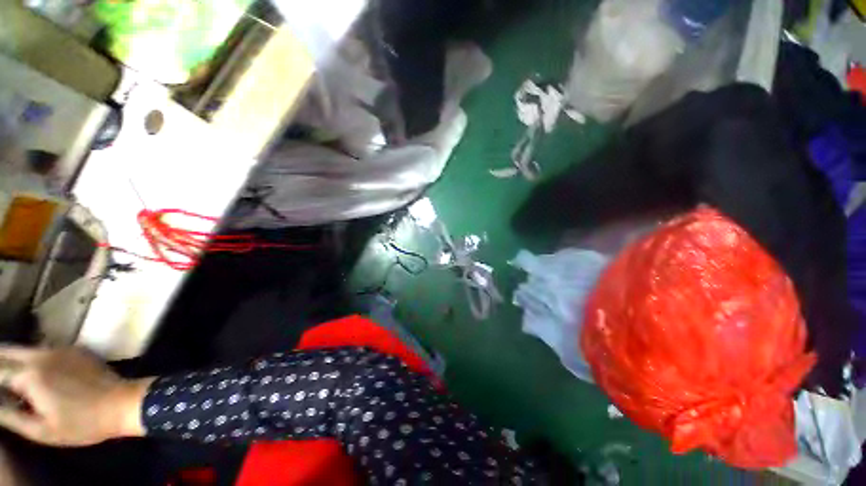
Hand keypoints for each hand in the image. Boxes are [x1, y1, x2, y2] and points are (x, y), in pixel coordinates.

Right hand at [0, 346, 151, 446]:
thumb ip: (10, 415)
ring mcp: (61, 349)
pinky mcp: (75, 349)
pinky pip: (44, 349)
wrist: (123, 404)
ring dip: (13, 360)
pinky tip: (34, 373)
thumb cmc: (82, 424)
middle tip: (2, 383)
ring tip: (11, 378)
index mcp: (30, 375)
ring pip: (25, 349)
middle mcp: (42, 355)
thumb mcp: (41, 430)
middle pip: (7, 351)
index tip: (1, 396)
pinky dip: (32, 358)